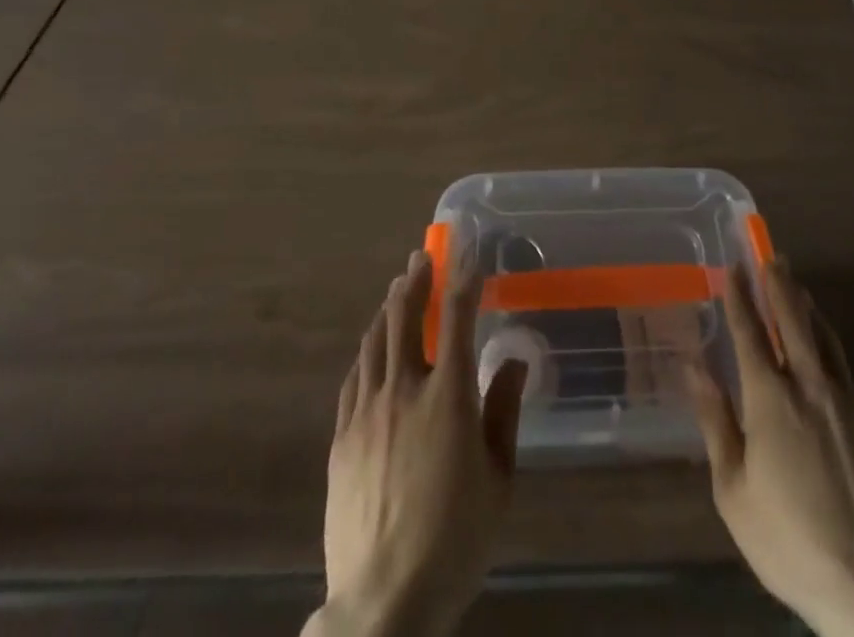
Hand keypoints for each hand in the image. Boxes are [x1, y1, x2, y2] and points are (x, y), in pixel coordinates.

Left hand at [307, 250, 528, 636]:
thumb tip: (512, 360)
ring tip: (398, 290)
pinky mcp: (341, 439)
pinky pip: (354, 378)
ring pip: (374, 341)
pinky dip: (367, 351)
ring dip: (388, 309)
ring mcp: (367, 413)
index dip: (463, 278)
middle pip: (404, 317)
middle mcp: (403, 391)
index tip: (467, 251)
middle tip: (421, 258)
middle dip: (415, 280)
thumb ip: (504, 413)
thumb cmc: (455, 542)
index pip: (455, 318)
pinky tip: (372, 348)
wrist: (382, 605)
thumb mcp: (499, 481)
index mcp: (447, 397)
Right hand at [687, 259, 853, 636]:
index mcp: (770, 399)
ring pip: (824, 337)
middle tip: (771, 254)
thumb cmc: (790, 541)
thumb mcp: (733, 490)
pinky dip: (828, 346)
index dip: (740, 296)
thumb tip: (693, 365)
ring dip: (807, 307)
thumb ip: (714, 420)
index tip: (733, 265)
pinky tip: (824, 351)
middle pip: (793, 319)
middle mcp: (810, 386)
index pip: (750, 332)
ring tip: (796, 286)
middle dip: (778, 283)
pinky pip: (844, 369)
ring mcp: (848, 401)